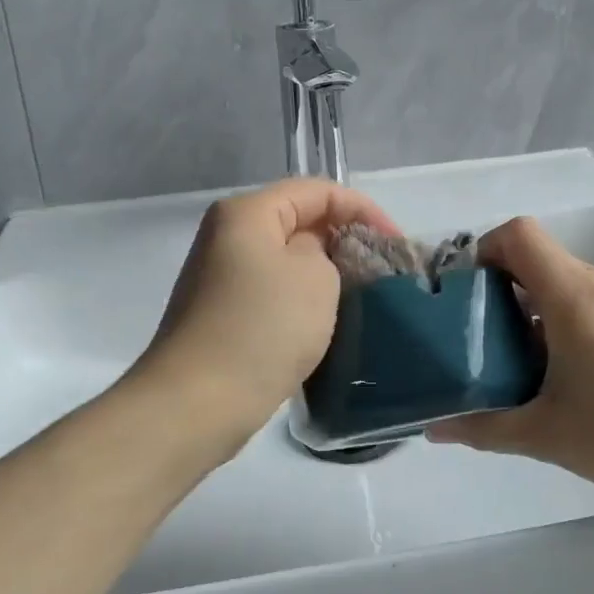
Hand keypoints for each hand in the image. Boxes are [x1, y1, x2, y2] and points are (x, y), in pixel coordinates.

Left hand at [132, 178, 400, 439]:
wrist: (199, 402)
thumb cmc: (263, 327)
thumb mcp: (315, 276)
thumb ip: (326, 251)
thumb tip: (312, 260)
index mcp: (247, 213)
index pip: (317, 191)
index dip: (363, 210)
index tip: (395, 245)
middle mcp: (228, 236)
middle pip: (299, 221)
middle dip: (344, 240)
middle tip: (383, 271)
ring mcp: (221, 277)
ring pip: (287, 260)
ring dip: (326, 273)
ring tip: (363, 297)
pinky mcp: (223, 314)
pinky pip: (273, 292)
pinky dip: (303, 299)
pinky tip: (327, 322)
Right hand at [427, 217, 593, 508]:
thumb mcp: (545, 434)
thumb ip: (483, 428)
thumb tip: (434, 430)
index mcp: (572, 294)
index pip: (518, 234)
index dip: (484, 251)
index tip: (467, 296)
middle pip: (541, 264)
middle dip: (503, 296)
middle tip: (484, 347)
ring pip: (570, 290)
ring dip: (538, 318)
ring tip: (527, 373)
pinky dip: (571, 330)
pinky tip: (577, 386)